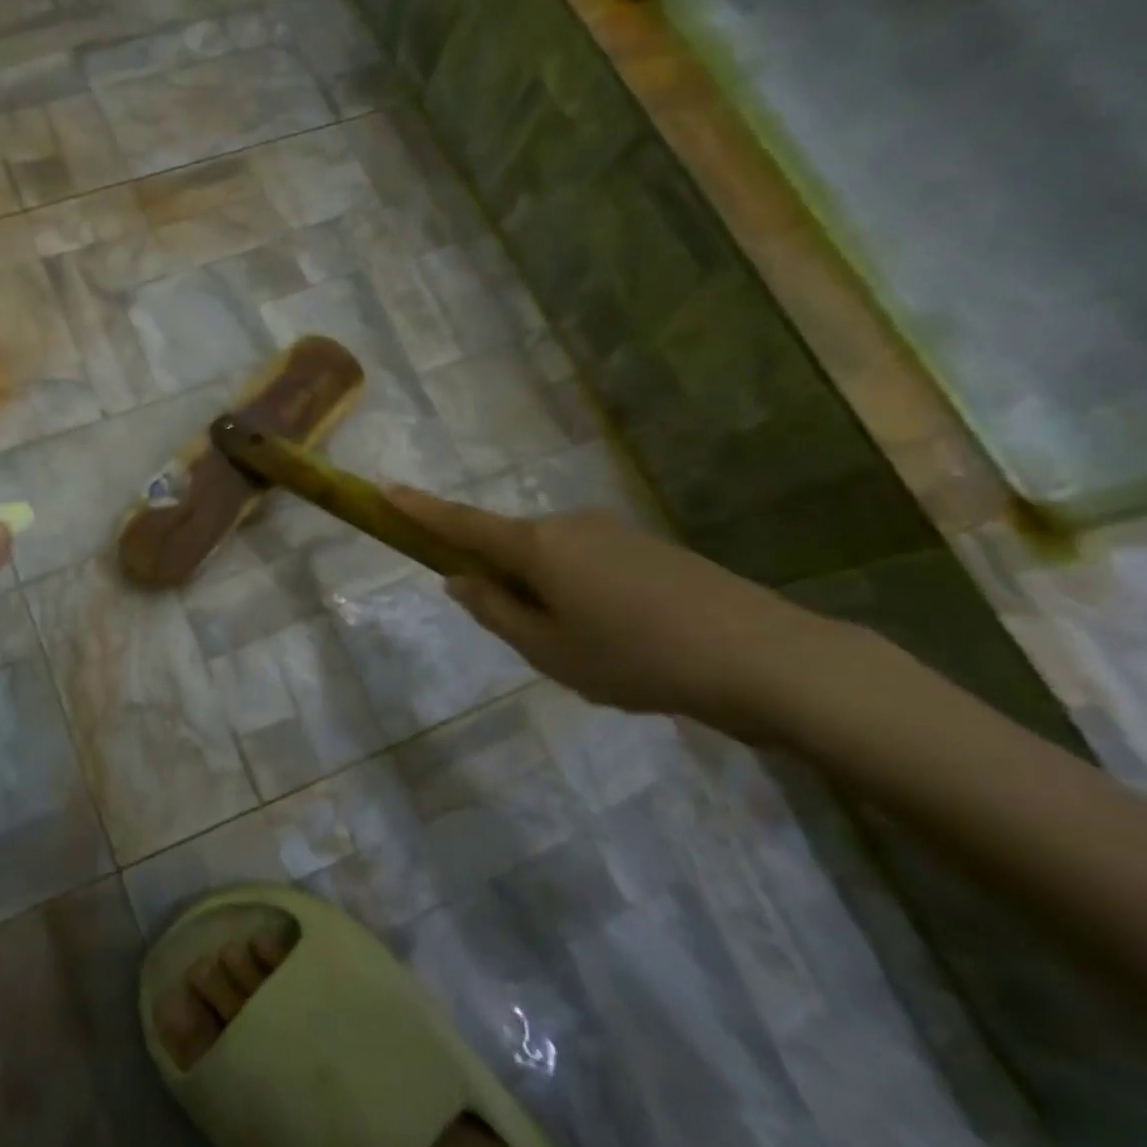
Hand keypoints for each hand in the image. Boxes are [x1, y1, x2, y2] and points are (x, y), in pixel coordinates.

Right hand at [389, 487, 843, 740]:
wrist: (762, 657)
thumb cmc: (636, 657)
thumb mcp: (549, 650)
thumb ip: (494, 611)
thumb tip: (458, 578)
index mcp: (537, 546)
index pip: (462, 523)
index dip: (419, 510)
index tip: (383, 489)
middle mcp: (569, 524)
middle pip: (509, 544)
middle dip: (499, 578)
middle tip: (524, 637)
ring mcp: (612, 531)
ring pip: (552, 558)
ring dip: (545, 592)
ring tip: (585, 650)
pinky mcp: (646, 547)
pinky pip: (588, 563)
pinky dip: (580, 592)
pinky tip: (620, 637)